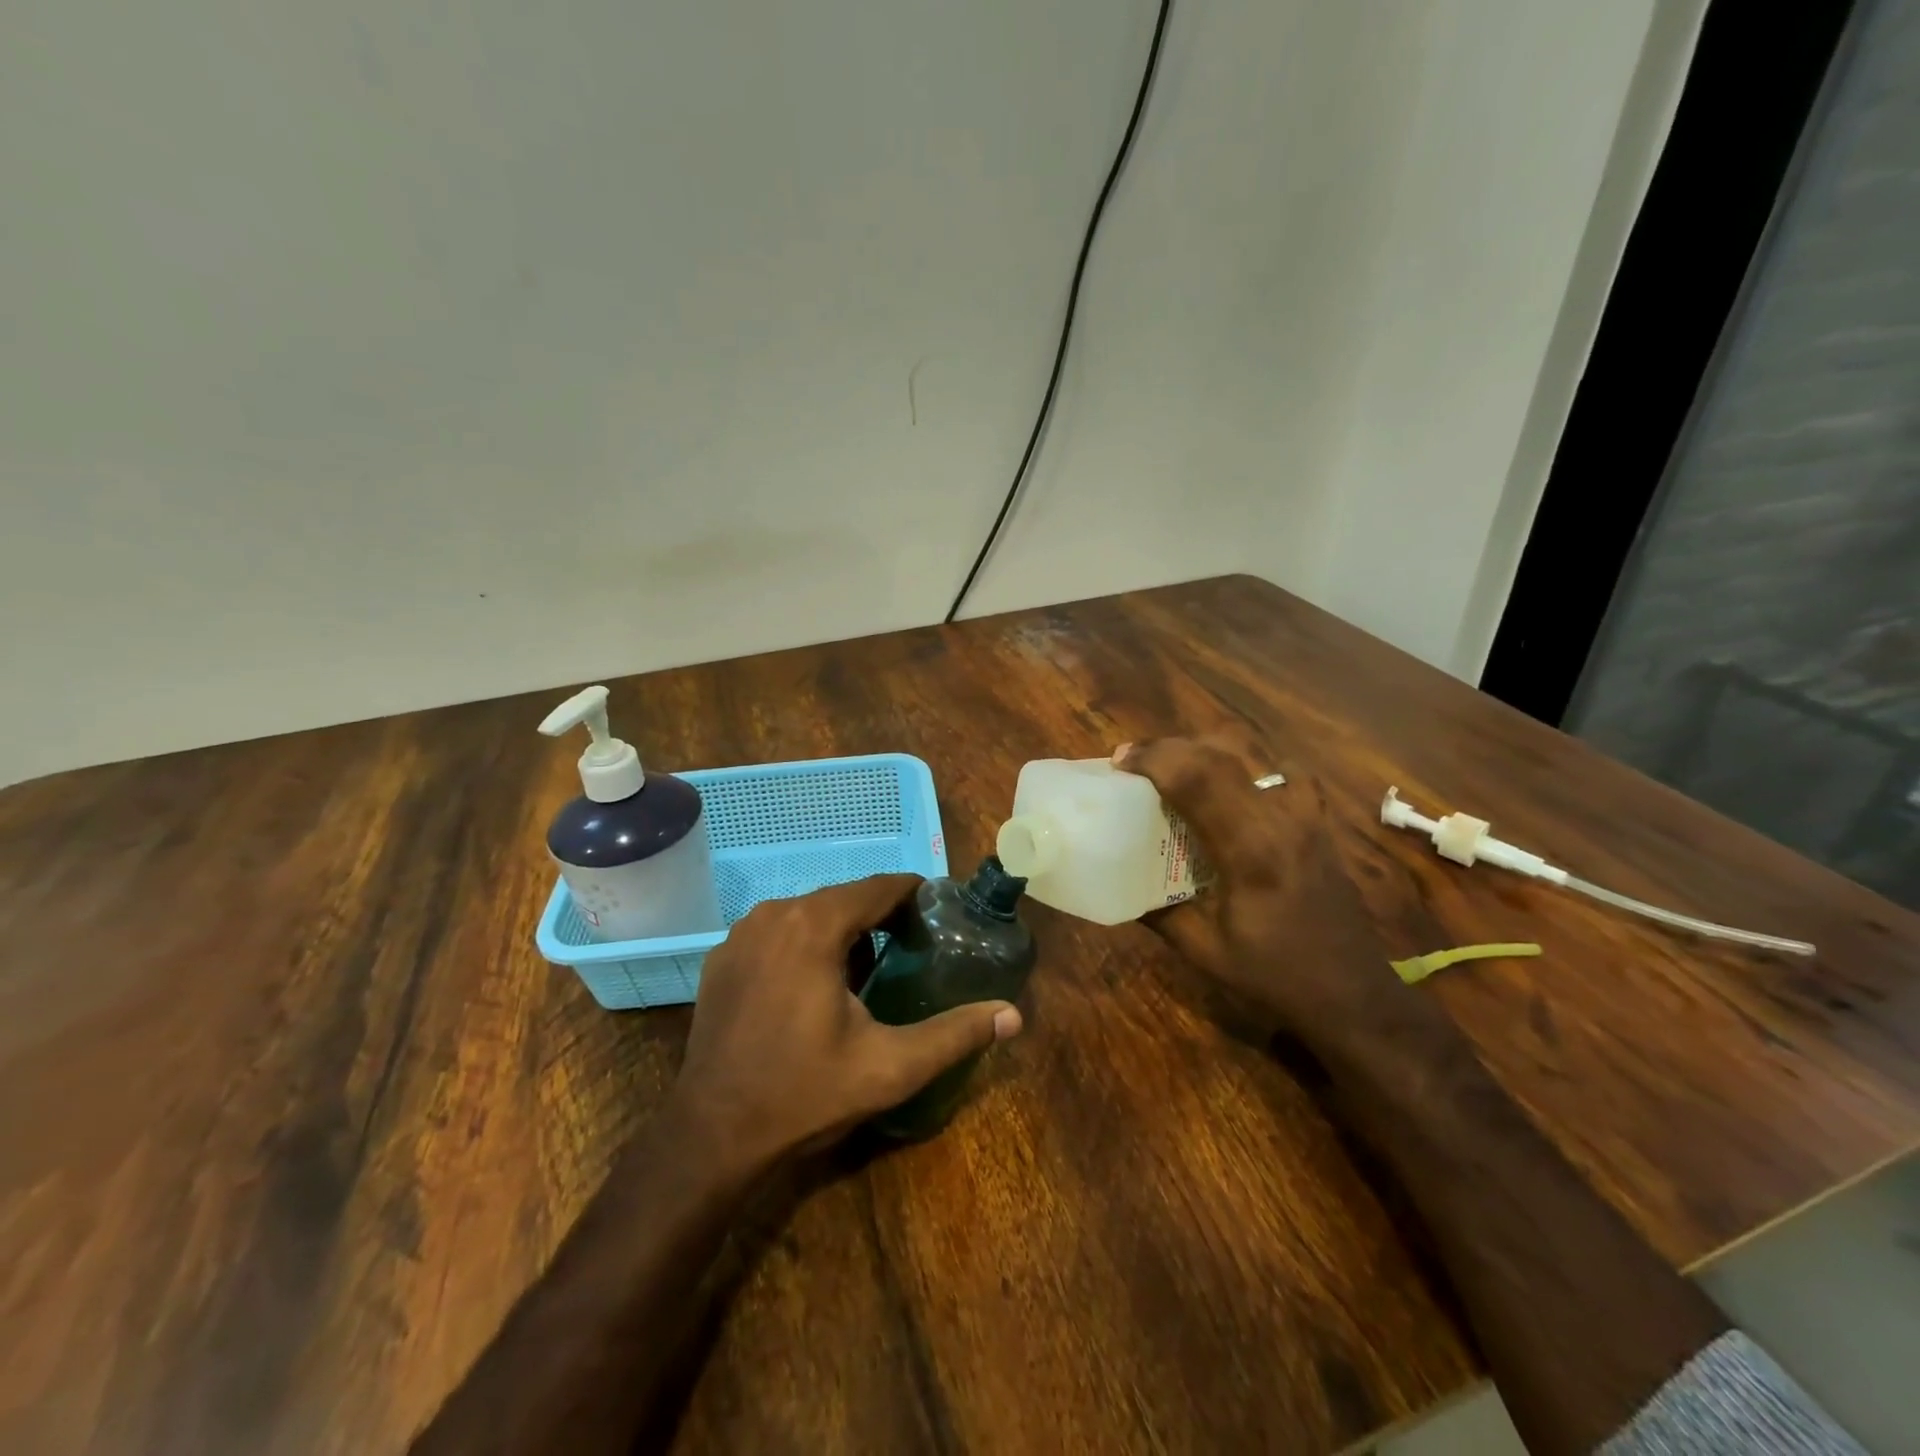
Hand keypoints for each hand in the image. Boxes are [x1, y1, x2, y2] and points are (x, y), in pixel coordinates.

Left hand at [671, 874, 1022, 1175]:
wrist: (711, 1136)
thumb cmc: (804, 1094)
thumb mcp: (889, 1067)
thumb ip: (955, 1034)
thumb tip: (1013, 1015)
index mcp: (814, 925)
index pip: (879, 887)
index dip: (915, 895)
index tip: (940, 914)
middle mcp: (774, 913)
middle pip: (844, 898)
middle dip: (881, 916)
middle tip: (913, 948)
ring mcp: (741, 934)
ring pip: (809, 913)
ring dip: (842, 930)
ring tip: (870, 969)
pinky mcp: (722, 957)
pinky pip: (777, 933)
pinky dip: (804, 945)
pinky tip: (815, 987)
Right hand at [1114, 736, 1401, 1041]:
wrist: (1351, 993)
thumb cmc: (1273, 975)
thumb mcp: (1202, 949)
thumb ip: (1156, 910)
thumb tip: (1116, 882)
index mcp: (1249, 850)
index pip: (1198, 779)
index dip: (1154, 758)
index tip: (1119, 761)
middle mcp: (1281, 819)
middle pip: (1221, 754)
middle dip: (1170, 748)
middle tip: (1136, 762)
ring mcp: (1306, 815)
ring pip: (1252, 754)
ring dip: (1206, 751)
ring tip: (1177, 769)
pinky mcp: (1320, 821)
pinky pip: (1285, 773)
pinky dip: (1252, 767)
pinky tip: (1236, 789)